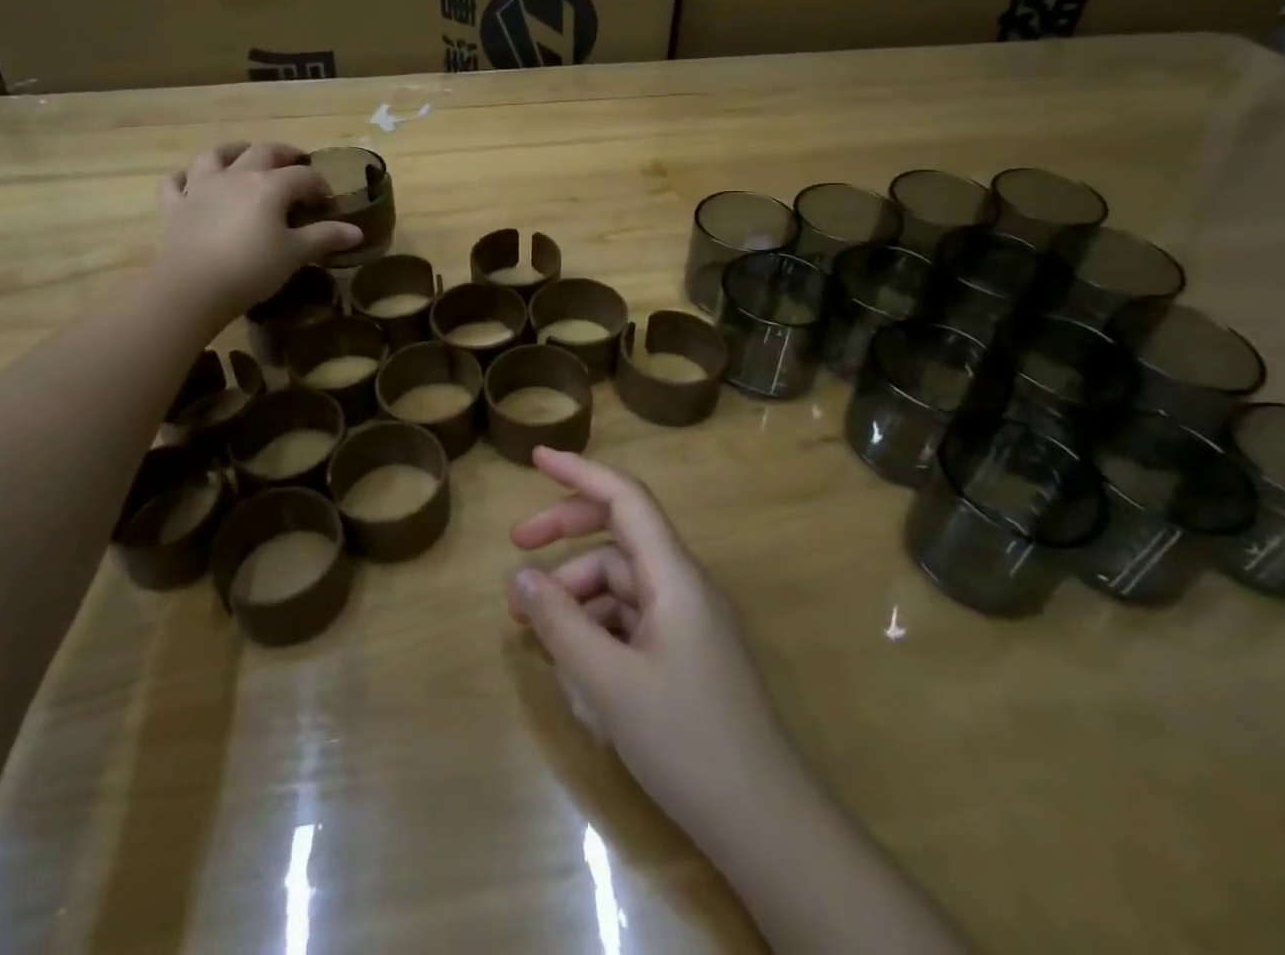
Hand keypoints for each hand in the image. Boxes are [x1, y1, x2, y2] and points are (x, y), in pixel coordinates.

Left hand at [155, 142, 362, 322]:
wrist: (192, 287)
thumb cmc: (252, 268)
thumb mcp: (295, 254)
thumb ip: (325, 237)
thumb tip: (356, 232)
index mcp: (270, 185)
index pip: (304, 175)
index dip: (320, 185)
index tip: (328, 202)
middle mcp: (237, 175)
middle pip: (264, 152)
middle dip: (284, 155)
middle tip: (295, 164)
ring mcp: (201, 187)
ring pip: (216, 155)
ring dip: (233, 151)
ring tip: (244, 155)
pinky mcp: (174, 206)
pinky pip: (176, 182)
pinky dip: (185, 178)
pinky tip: (191, 182)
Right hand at [507, 449, 796, 838]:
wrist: (768, 826)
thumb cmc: (688, 742)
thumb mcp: (610, 683)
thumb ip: (562, 624)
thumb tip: (521, 579)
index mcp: (674, 575)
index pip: (625, 498)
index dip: (580, 471)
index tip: (536, 458)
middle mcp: (683, 585)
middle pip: (618, 536)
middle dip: (564, 535)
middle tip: (515, 548)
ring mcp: (688, 621)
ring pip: (621, 582)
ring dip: (575, 591)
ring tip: (532, 626)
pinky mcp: (686, 654)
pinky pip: (632, 618)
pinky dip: (596, 624)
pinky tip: (571, 658)